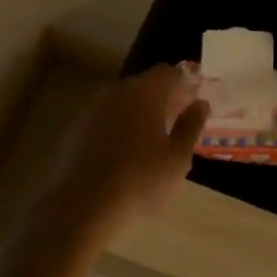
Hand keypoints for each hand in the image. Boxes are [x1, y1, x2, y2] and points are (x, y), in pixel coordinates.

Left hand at [45, 66, 208, 240]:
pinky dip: (119, 125)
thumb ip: (191, 126)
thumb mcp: (177, 158)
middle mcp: (117, 91)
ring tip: (153, 140)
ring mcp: (93, 107)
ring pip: (124, 101)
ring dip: (140, 112)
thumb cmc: (139, 180)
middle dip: (163, 98)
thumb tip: (200, 104)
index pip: (169, 73)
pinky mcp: (77, 127)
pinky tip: (125, 152)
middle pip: (145, 84)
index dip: (184, 84)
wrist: (82, 204)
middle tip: (177, 122)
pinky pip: (106, 117)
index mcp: (144, 92)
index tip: (194, 103)